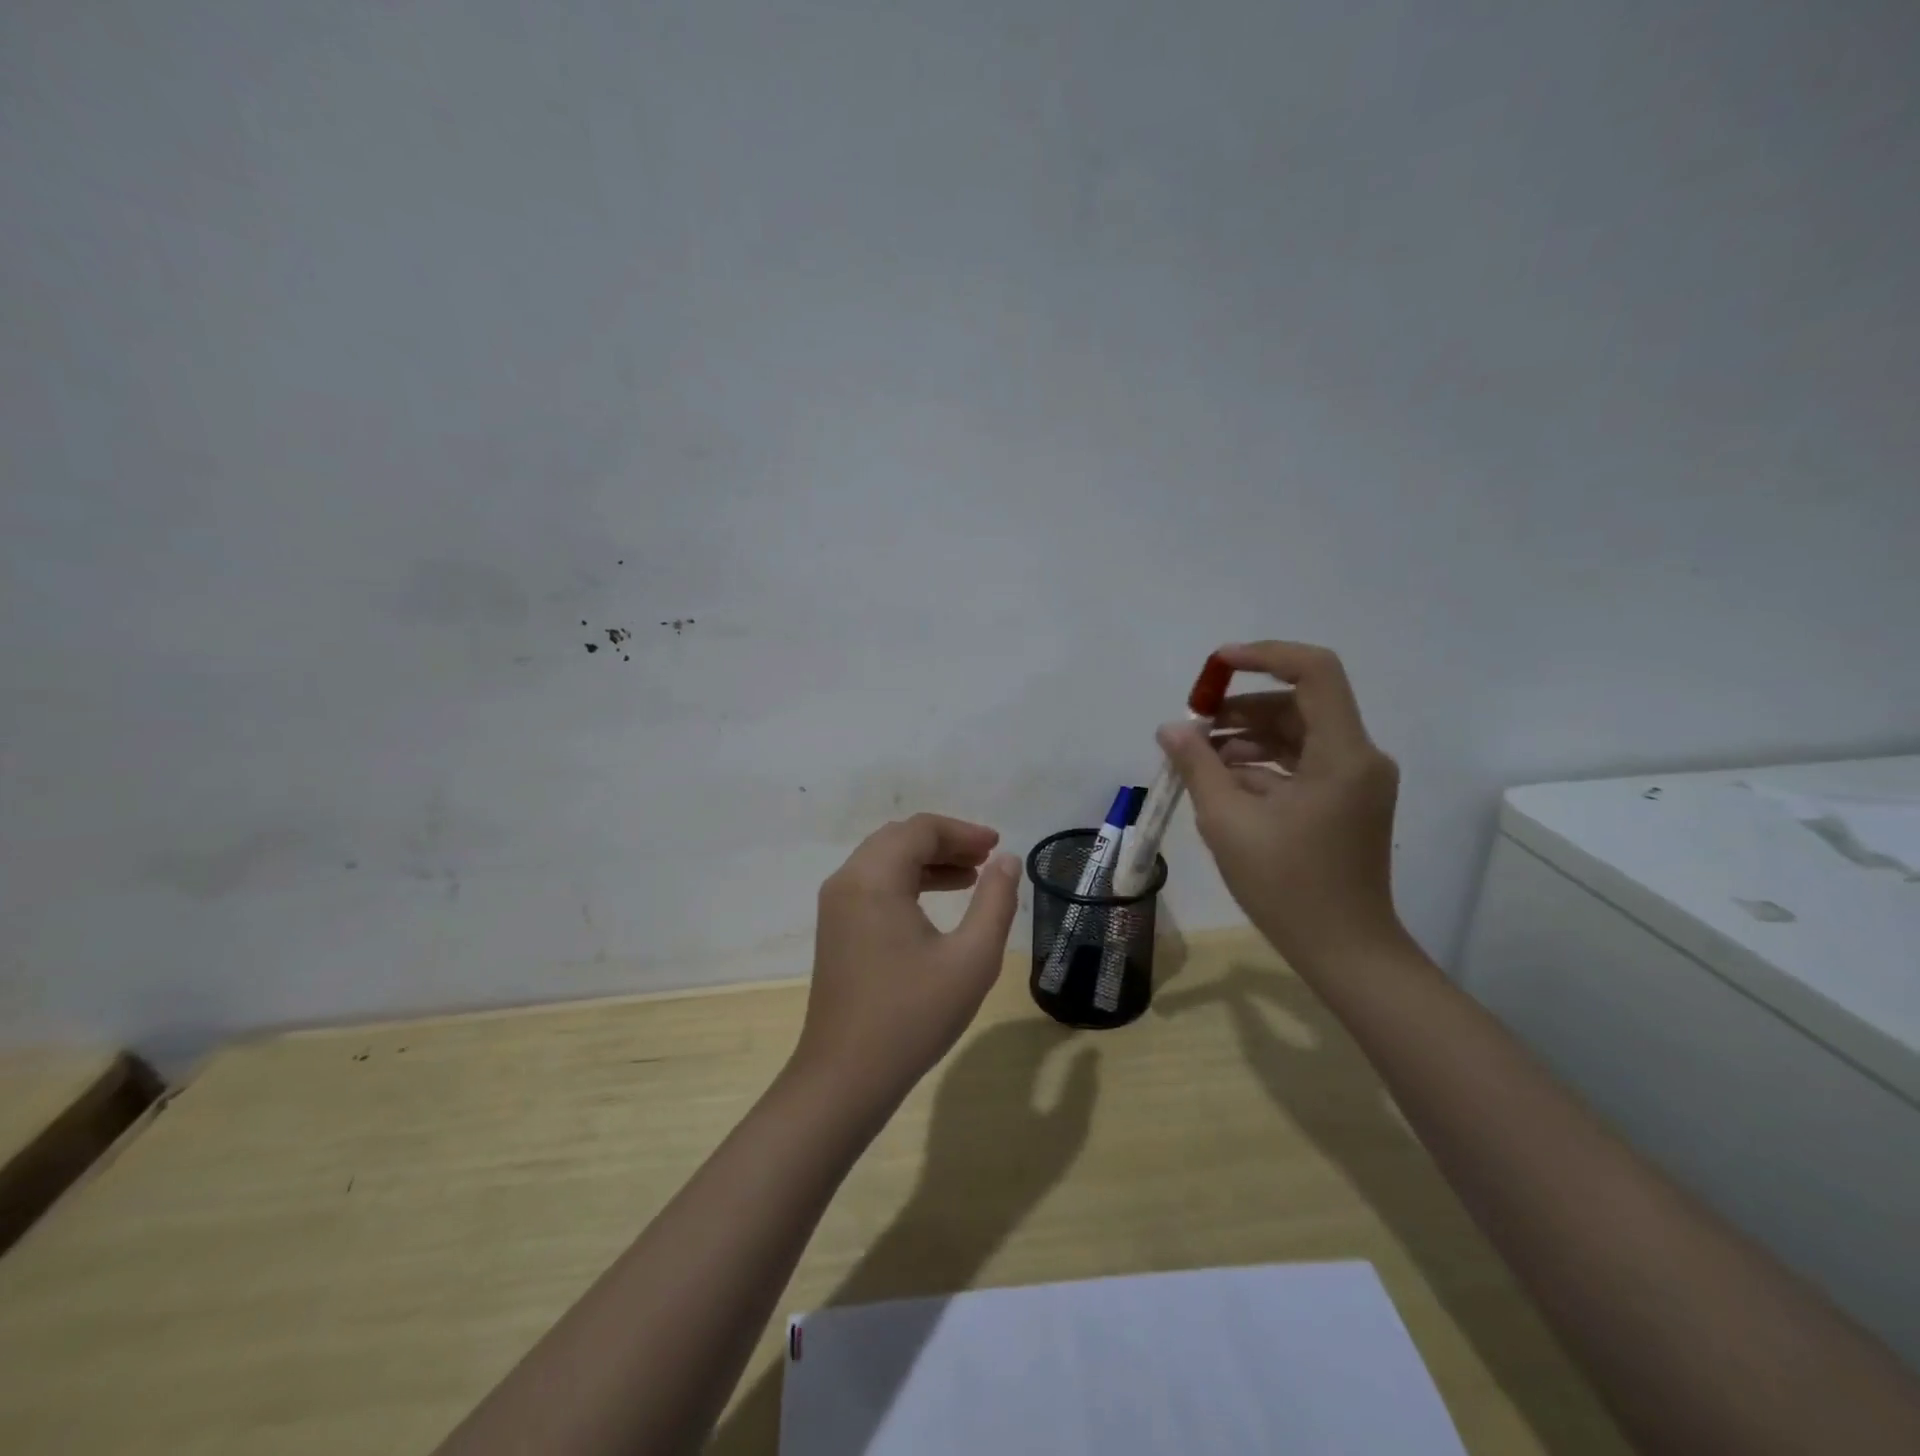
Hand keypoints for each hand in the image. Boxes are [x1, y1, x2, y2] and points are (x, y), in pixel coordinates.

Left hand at [793, 814, 1021, 1109]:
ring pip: (884, 860)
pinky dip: (907, 881)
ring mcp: (836, 905)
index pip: (920, 830)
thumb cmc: (912, 1016)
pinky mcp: (835, 928)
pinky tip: (936, 902)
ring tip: (971, 877)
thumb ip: (995, 901)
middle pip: (900, 838)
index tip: (997, 846)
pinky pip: (873, 884)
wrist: (845, 1076)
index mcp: (874, 878)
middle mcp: (848, 880)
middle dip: (946, 842)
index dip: (963, 832)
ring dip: (927, 861)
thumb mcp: (971, 959)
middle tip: (986, 859)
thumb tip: (1006, 860)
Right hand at [1156, 641, 1404, 972]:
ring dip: (1245, 736)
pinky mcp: (1344, 802)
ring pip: (1296, 735)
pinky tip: (1219, 780)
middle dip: (1240, 707)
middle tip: (1191, 724)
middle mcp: (1358, 757)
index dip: (1264, 656)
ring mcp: (1353, 781)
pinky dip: (1260, 764)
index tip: (1215, 666)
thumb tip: (1170, 728)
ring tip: (1196, 755)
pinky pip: (1300, 764)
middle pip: (1298, 704)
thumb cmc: (1287, 886)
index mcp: (1342, 754)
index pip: (1314, 672)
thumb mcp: (1228, 822)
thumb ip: (1197, 766)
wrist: (1344, 951)